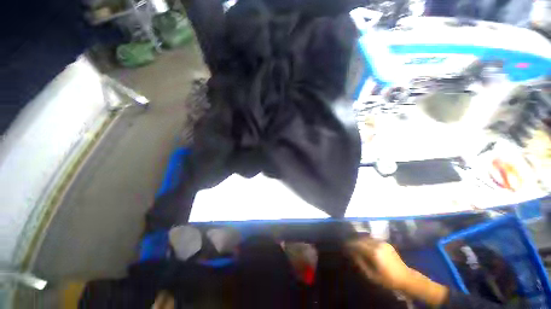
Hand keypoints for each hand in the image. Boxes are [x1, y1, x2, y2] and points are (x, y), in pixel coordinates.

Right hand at [347, 237, 413, 290]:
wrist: (406, 278)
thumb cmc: (388, 280)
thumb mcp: (372, 275)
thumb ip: (361, 263)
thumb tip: (352, 254)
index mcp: (374, 252)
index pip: (358, 245)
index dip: (350, 245)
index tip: (345, 246)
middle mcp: (378, 244)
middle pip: (362, 240)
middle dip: (355, 242)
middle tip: (349, 246)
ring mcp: (383, 243)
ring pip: (367, 238)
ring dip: (361, 241)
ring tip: (356, 246)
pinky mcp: (386, 243)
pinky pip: (373, 240)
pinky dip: (367, 241)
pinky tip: (366, 246)